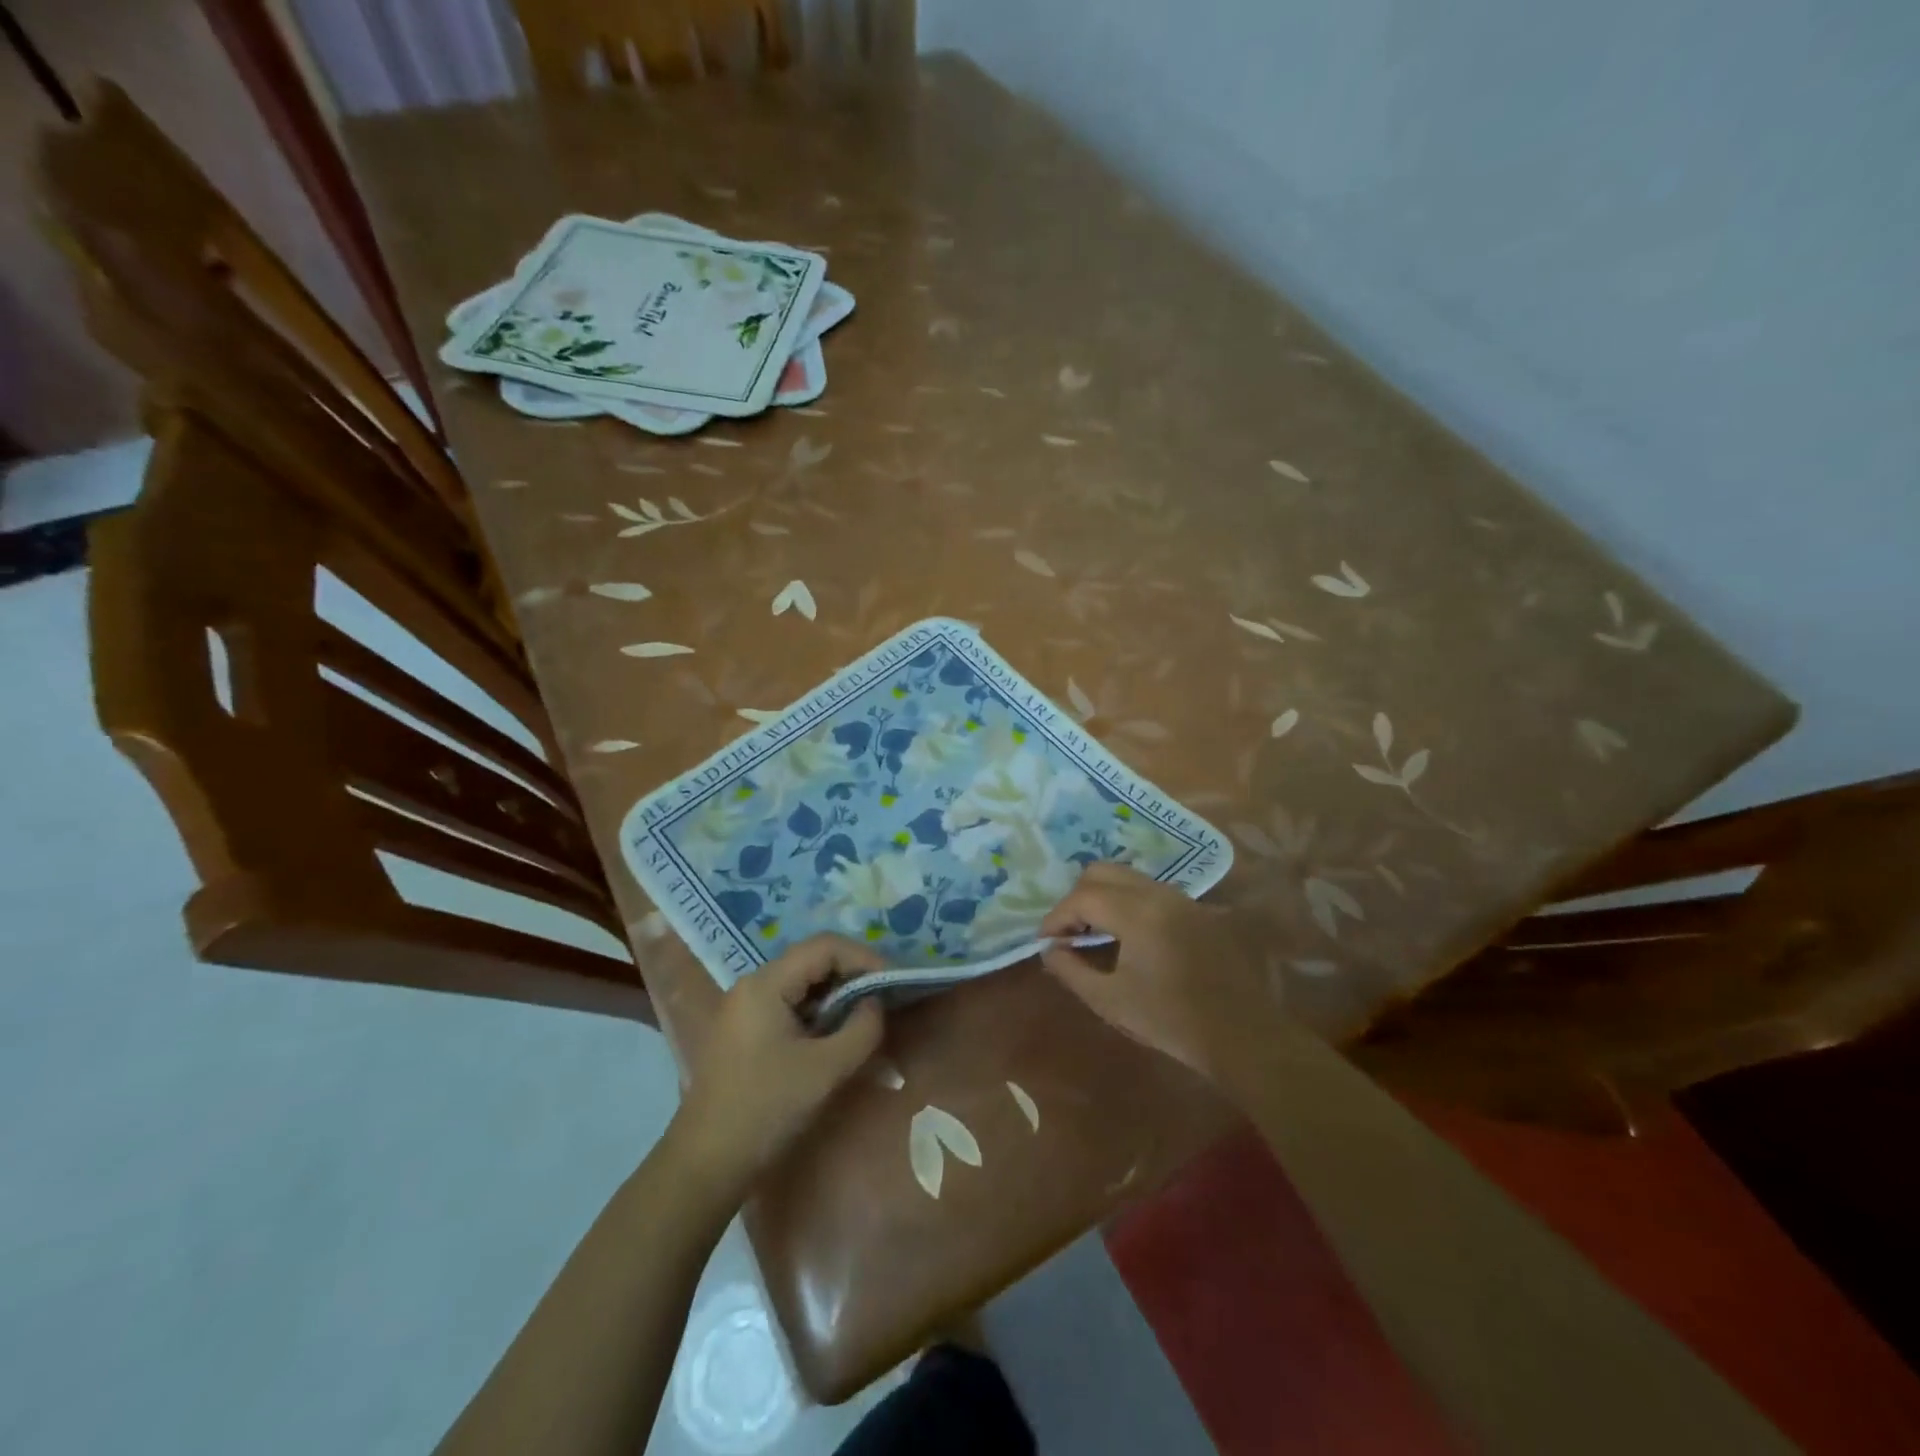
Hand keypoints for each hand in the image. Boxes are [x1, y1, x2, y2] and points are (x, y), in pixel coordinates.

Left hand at [676, 935, 884, 1194]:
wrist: (706, 1164)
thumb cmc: (766, 1109)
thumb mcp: (826, 1069)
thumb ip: (862, 1029)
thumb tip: (876, 1003)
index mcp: (766, 984)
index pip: (824, 947)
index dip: (864, 957)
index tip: (891, 983)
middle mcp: (753, 985)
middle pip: (812, 960)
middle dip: (853, 974)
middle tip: (884, 998)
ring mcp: (745, 1008)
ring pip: (802, 983)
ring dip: (836, 994)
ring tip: (866, 1016)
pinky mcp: (745, 1031)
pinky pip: (790, 1004)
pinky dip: (818, 1011)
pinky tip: (836, 1034)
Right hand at [1040, 862, 1274, 1083]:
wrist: (1241, 1035)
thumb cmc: (1171, 1020)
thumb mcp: (1110, 1000)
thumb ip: (1071, 970)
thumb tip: (1049, 950)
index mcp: (1137, 913)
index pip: (1082, 897)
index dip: (1056, 917)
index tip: (1045, 942)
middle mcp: (1159, 893)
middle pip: (1102, 872)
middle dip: (1077, 898)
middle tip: (1068, 932)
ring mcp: (1182, 898)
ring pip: (1128, 877)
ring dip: (1103, 897)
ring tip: (1093, 933)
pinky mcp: (1197, 909)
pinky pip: (1150, 890)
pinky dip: (1127, 901)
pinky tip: (1126, 935)